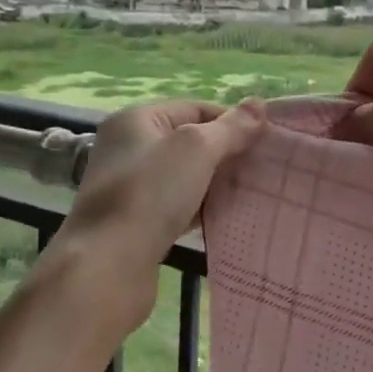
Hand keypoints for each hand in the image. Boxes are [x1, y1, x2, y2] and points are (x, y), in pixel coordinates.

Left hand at [50, 99, 266, 334]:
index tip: (266, 141)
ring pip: (184, 176)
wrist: (106, 266)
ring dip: (214, 183)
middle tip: (263, 168)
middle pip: (189, 142)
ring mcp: (129, 187)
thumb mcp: (196, 149)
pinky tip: (224, 218)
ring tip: (251, 192)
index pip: (195, 108)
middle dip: (226, 153)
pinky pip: (176, 206)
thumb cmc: (150, 194)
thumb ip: (229, 128)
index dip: (231, 121)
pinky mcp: (135, 222)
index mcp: (137, 119)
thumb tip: (259, 105)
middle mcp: (129, 148)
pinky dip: (199, 208)